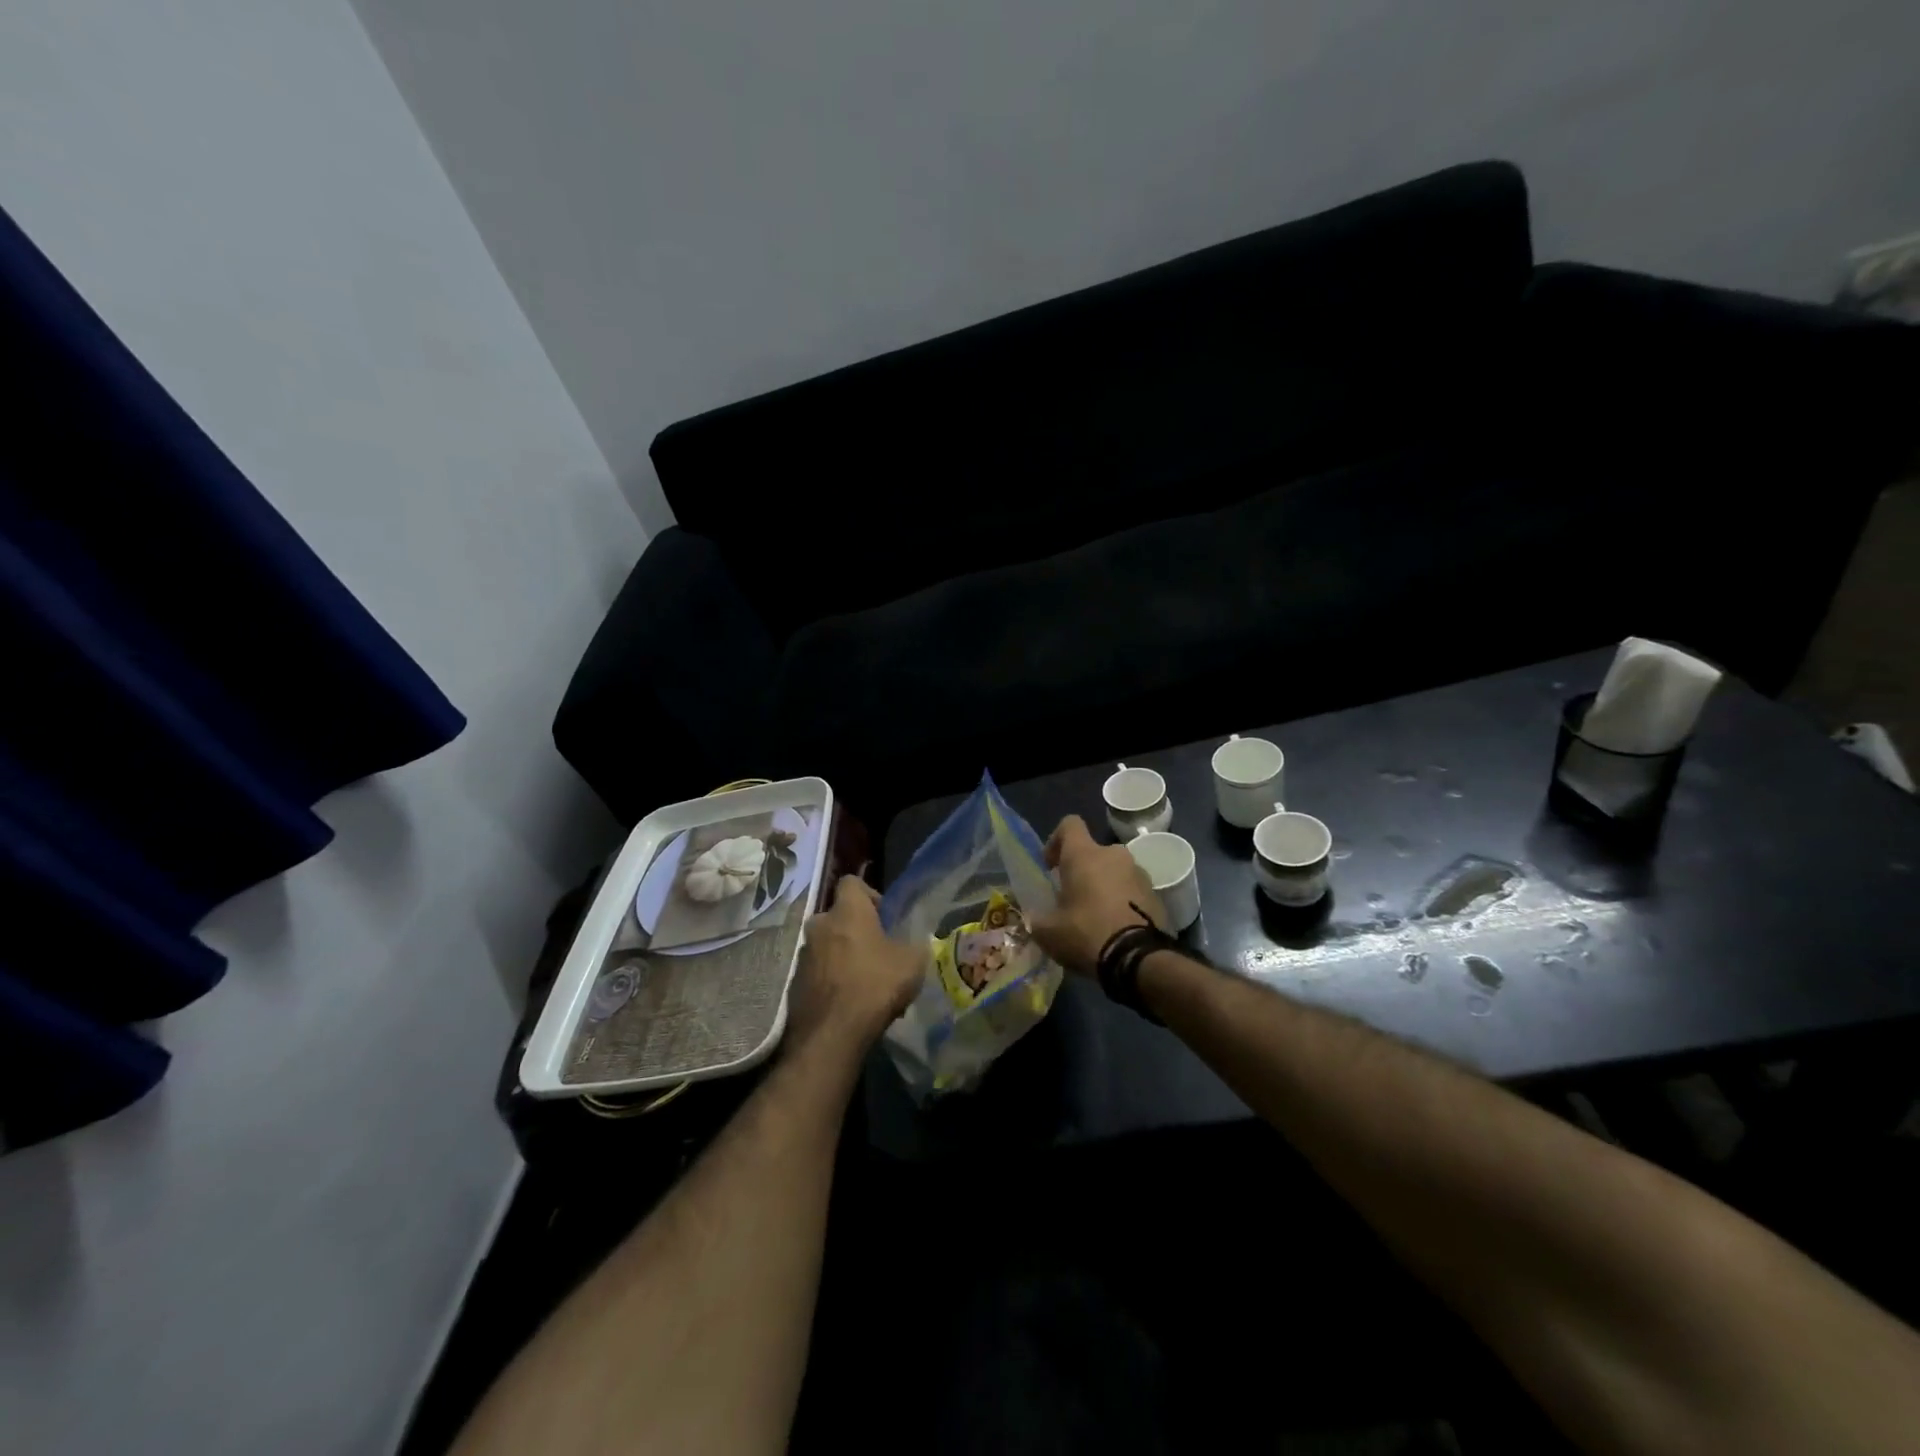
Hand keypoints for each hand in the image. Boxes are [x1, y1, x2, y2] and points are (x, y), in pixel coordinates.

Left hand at [788, 876, 922, 1053]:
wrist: (831, 1034)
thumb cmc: (875, 986)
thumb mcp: (912, 962)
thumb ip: (914, 944)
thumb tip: (914, 942)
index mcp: (847, 911)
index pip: (851, 882)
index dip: (870, 894)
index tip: (884, 917)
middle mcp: (819, 925)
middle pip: (838, 916)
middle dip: (856, 929)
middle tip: (877, 952)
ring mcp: (803, 954)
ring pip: (827, 944)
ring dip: (842, 955)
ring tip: (863, 981)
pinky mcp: (794, 983)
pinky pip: (818, 971)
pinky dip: (831, 978)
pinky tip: (848, 1001)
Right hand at [1027, 815, 1163, 976]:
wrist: (1139, 960)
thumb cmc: (1087, 934)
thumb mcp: (1048, 932)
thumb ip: (1037, 919)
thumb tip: (1034, 918)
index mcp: (1084, 854)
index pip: (1069, 824)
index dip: (1056, 840)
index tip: (1051, 866)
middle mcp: (1114, 854)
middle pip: (1093, 852)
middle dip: (1082, 871)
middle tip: (1072, 899)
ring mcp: (1139, 873)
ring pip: (1114, 871)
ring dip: (1104, 886)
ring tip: (1096, 916)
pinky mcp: (1157, 894)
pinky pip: (1132, 889)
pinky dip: (1122, 901)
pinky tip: (1115, 927)